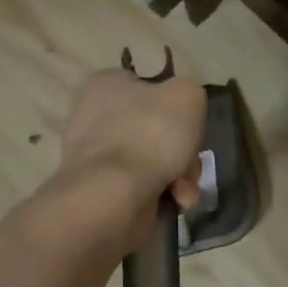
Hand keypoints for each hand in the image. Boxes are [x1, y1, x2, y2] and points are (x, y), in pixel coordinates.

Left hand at [57, 68, 206, 244]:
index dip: (177, 108)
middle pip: (157, 130)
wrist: (114, 194)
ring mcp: (95, 156)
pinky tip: (173, 202)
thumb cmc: (150, 134)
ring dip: (179, 177)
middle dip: (183, 153)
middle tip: (191, 167)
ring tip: (185, 192)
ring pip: (154, 161)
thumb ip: (190, 93)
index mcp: (107, 84)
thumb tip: (181, 109)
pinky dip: (162, 194)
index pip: (149, 88)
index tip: (192, 127)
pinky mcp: (99, 189)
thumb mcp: (187, 95)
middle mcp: (95, 116)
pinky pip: (141, 186)